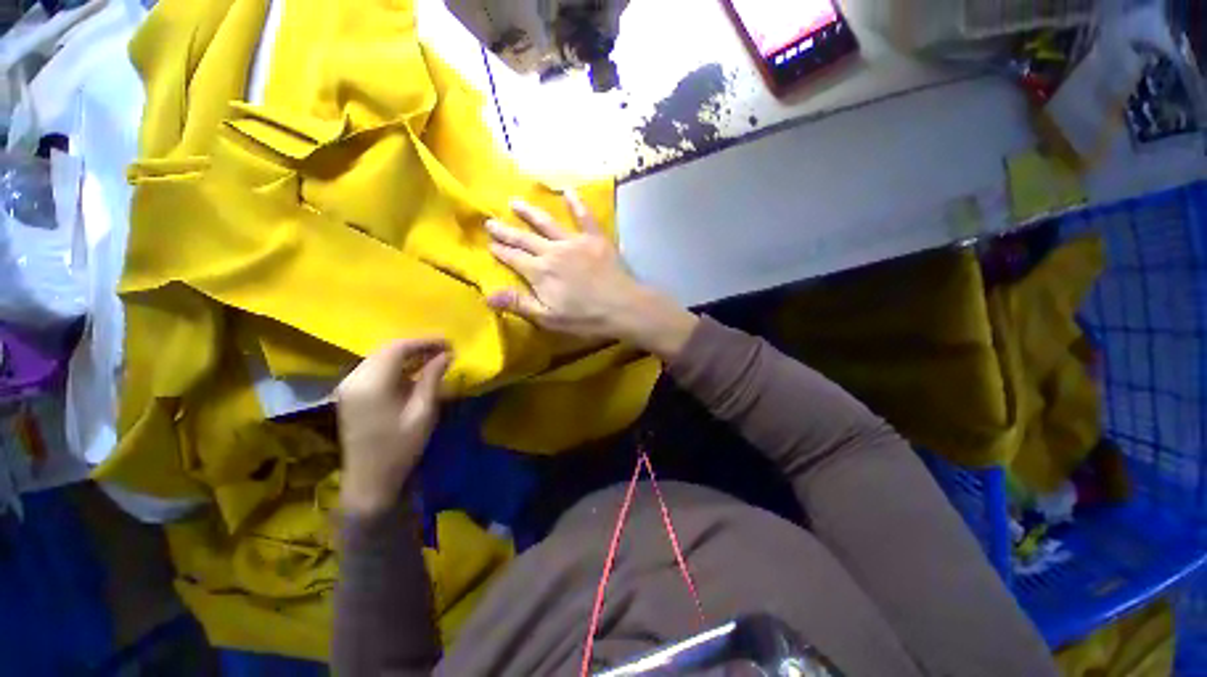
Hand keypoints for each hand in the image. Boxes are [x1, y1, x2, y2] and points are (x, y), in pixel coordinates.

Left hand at [336, 339, 451, 516]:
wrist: (369, 480)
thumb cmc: (400, 448)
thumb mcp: (423, 412)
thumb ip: (432, 379)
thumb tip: (446, 355)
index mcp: (371, 383)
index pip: (398, 348)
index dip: (425, 342)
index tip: (449, 343)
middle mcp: (354, 379)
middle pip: (386, 350)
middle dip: (417, 346)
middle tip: (444, 350)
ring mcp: (348, 386)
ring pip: (379, 357)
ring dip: (406, 355)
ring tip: (433, 358)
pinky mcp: (349, 394)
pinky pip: (374, 369)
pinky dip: (395, 365)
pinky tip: (413, 371)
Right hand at [485, 191, 697, 359]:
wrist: (622, 307)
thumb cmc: (585, 318)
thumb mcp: (548, 318)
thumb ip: (519, 303)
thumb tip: (487, 294)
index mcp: (540, 272)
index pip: (514, 258)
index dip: (500, 251)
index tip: (489, 243)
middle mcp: (553, 251)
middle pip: (525, 238)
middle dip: (506, 231)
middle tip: (490, 221)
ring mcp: (574, 242)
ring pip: (547, 223)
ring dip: (530, 213)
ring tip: (515, 202)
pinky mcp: (595, 239)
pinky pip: (584, 217)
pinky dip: (576, 203)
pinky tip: (568, 191)